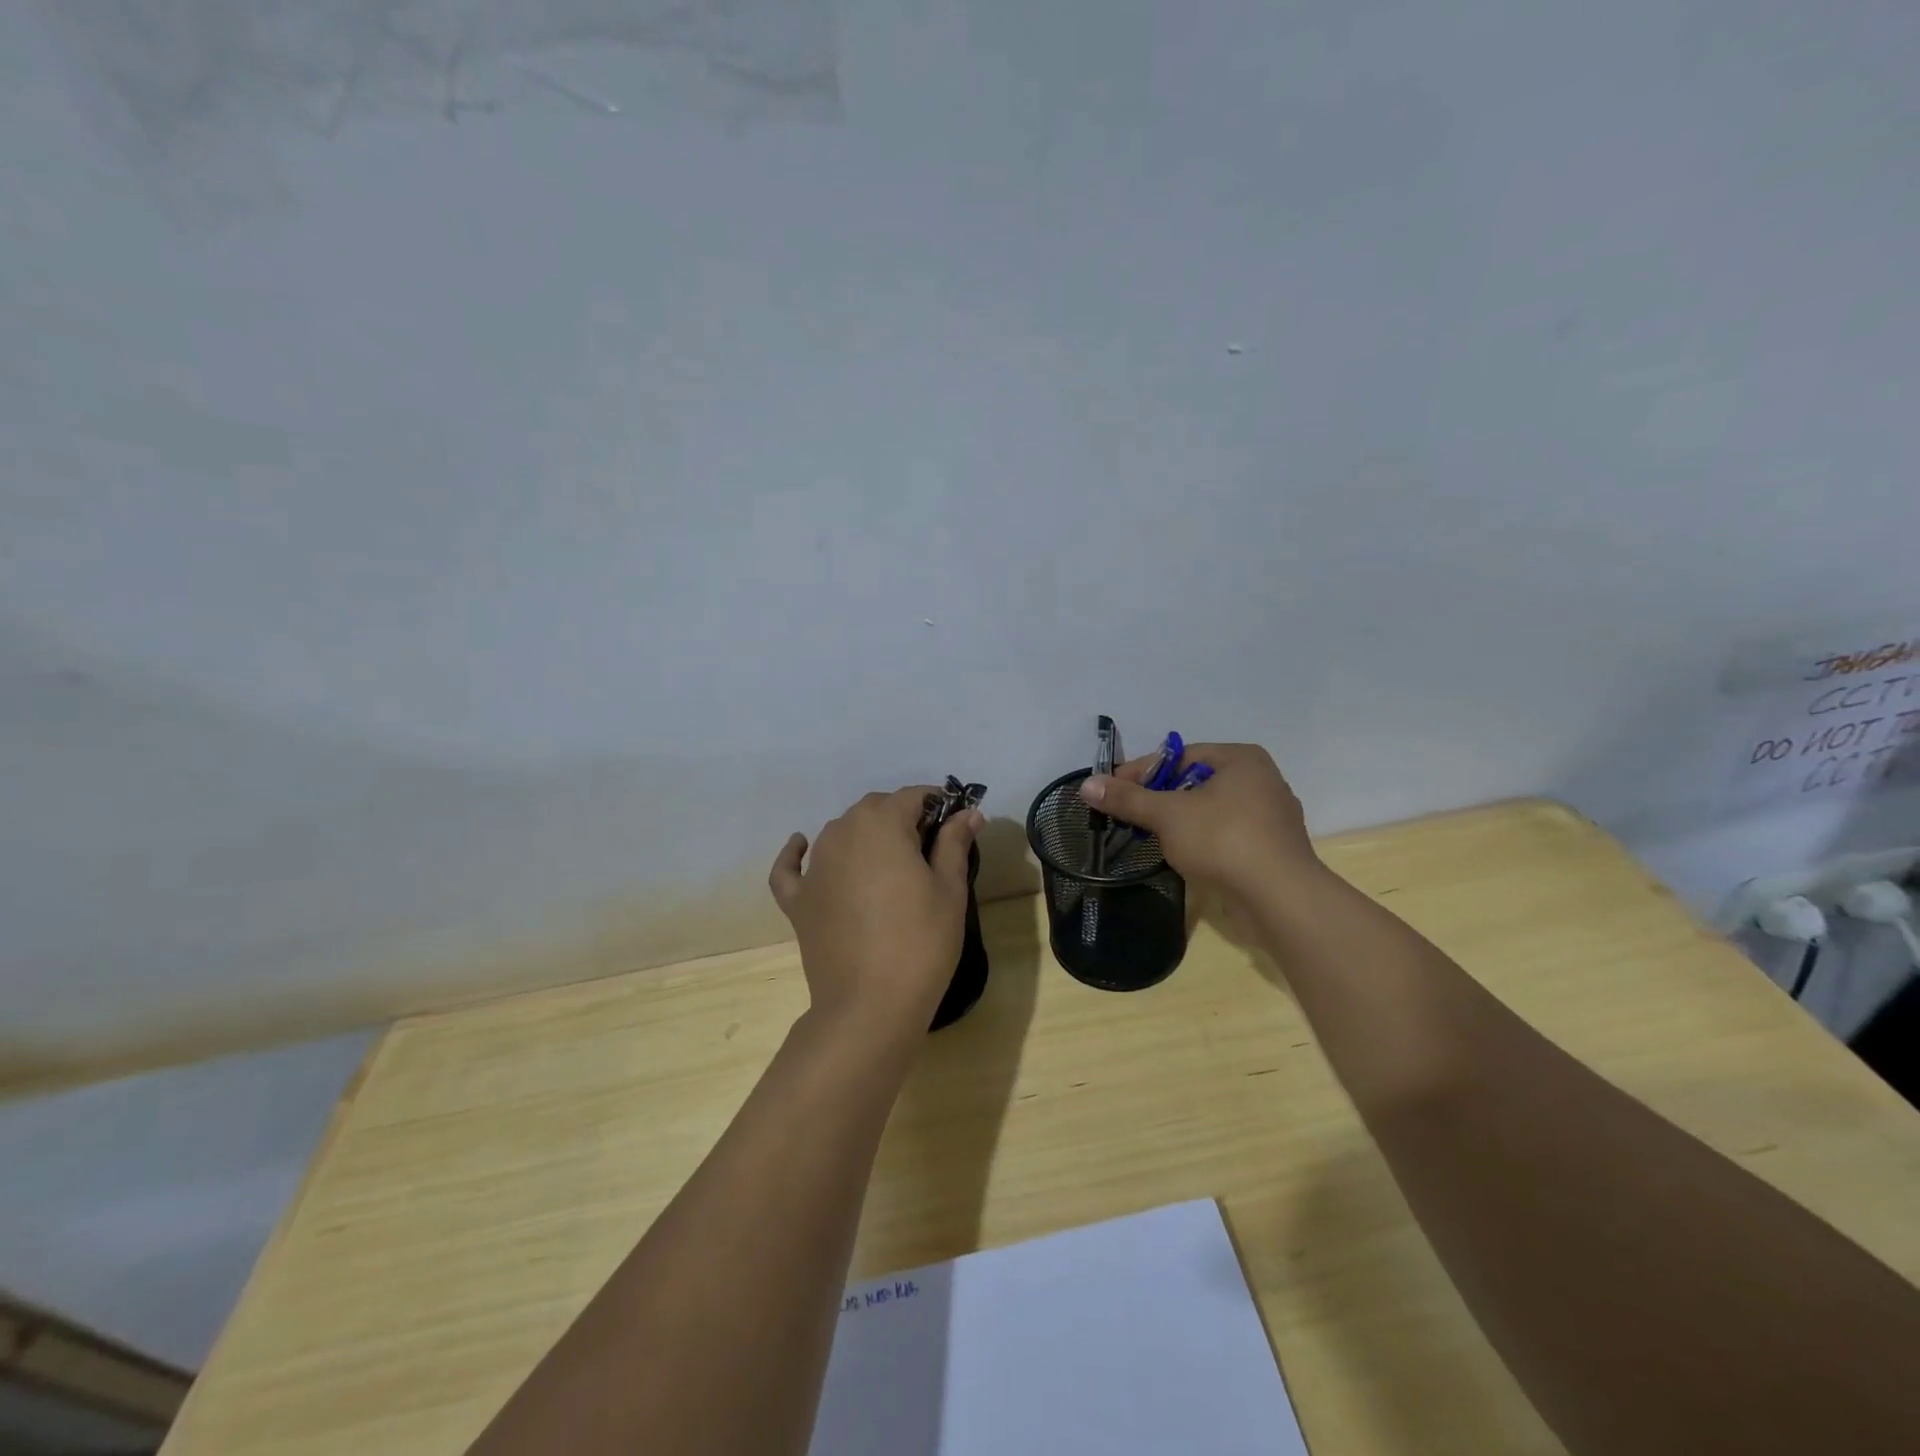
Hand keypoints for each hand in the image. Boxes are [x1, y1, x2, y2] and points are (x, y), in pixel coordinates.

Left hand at [769, 787, 983, 1039]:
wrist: (869, 1006)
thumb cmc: (920, 942)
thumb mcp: (949, 890)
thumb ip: (954, 843)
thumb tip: (969, 813)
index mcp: (882, 824)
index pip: (913, 797)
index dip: (937, 805)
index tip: (955, 824)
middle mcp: (842, 832)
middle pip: (875, 809)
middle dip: (902, 818)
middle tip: (928, 850)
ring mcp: (814, 866)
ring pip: (841, 832)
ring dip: (864, 835)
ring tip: (888, 863)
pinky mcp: (797, 899)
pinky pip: (792, 867)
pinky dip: (796, 854)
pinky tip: (801, 847)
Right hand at [1079, 743, 1318, 902]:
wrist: (1281, 899)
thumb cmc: (1223, 841)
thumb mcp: (1167, 815)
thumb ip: (1127, 799)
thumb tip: (1087, 785)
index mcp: (1241, 759)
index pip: (1179, 756)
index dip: (1141, 772)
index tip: (1112, 791)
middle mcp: (1262, 780)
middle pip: (1194, 782)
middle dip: (1160, 798)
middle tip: (1128, 815)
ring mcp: (1272, 817)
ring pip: (1211, 811)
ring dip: (1180, 822)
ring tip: (1150, 837)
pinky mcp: (1273, 849)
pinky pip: (1227, 836)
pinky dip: (1203, 841)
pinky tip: (1184, 857)